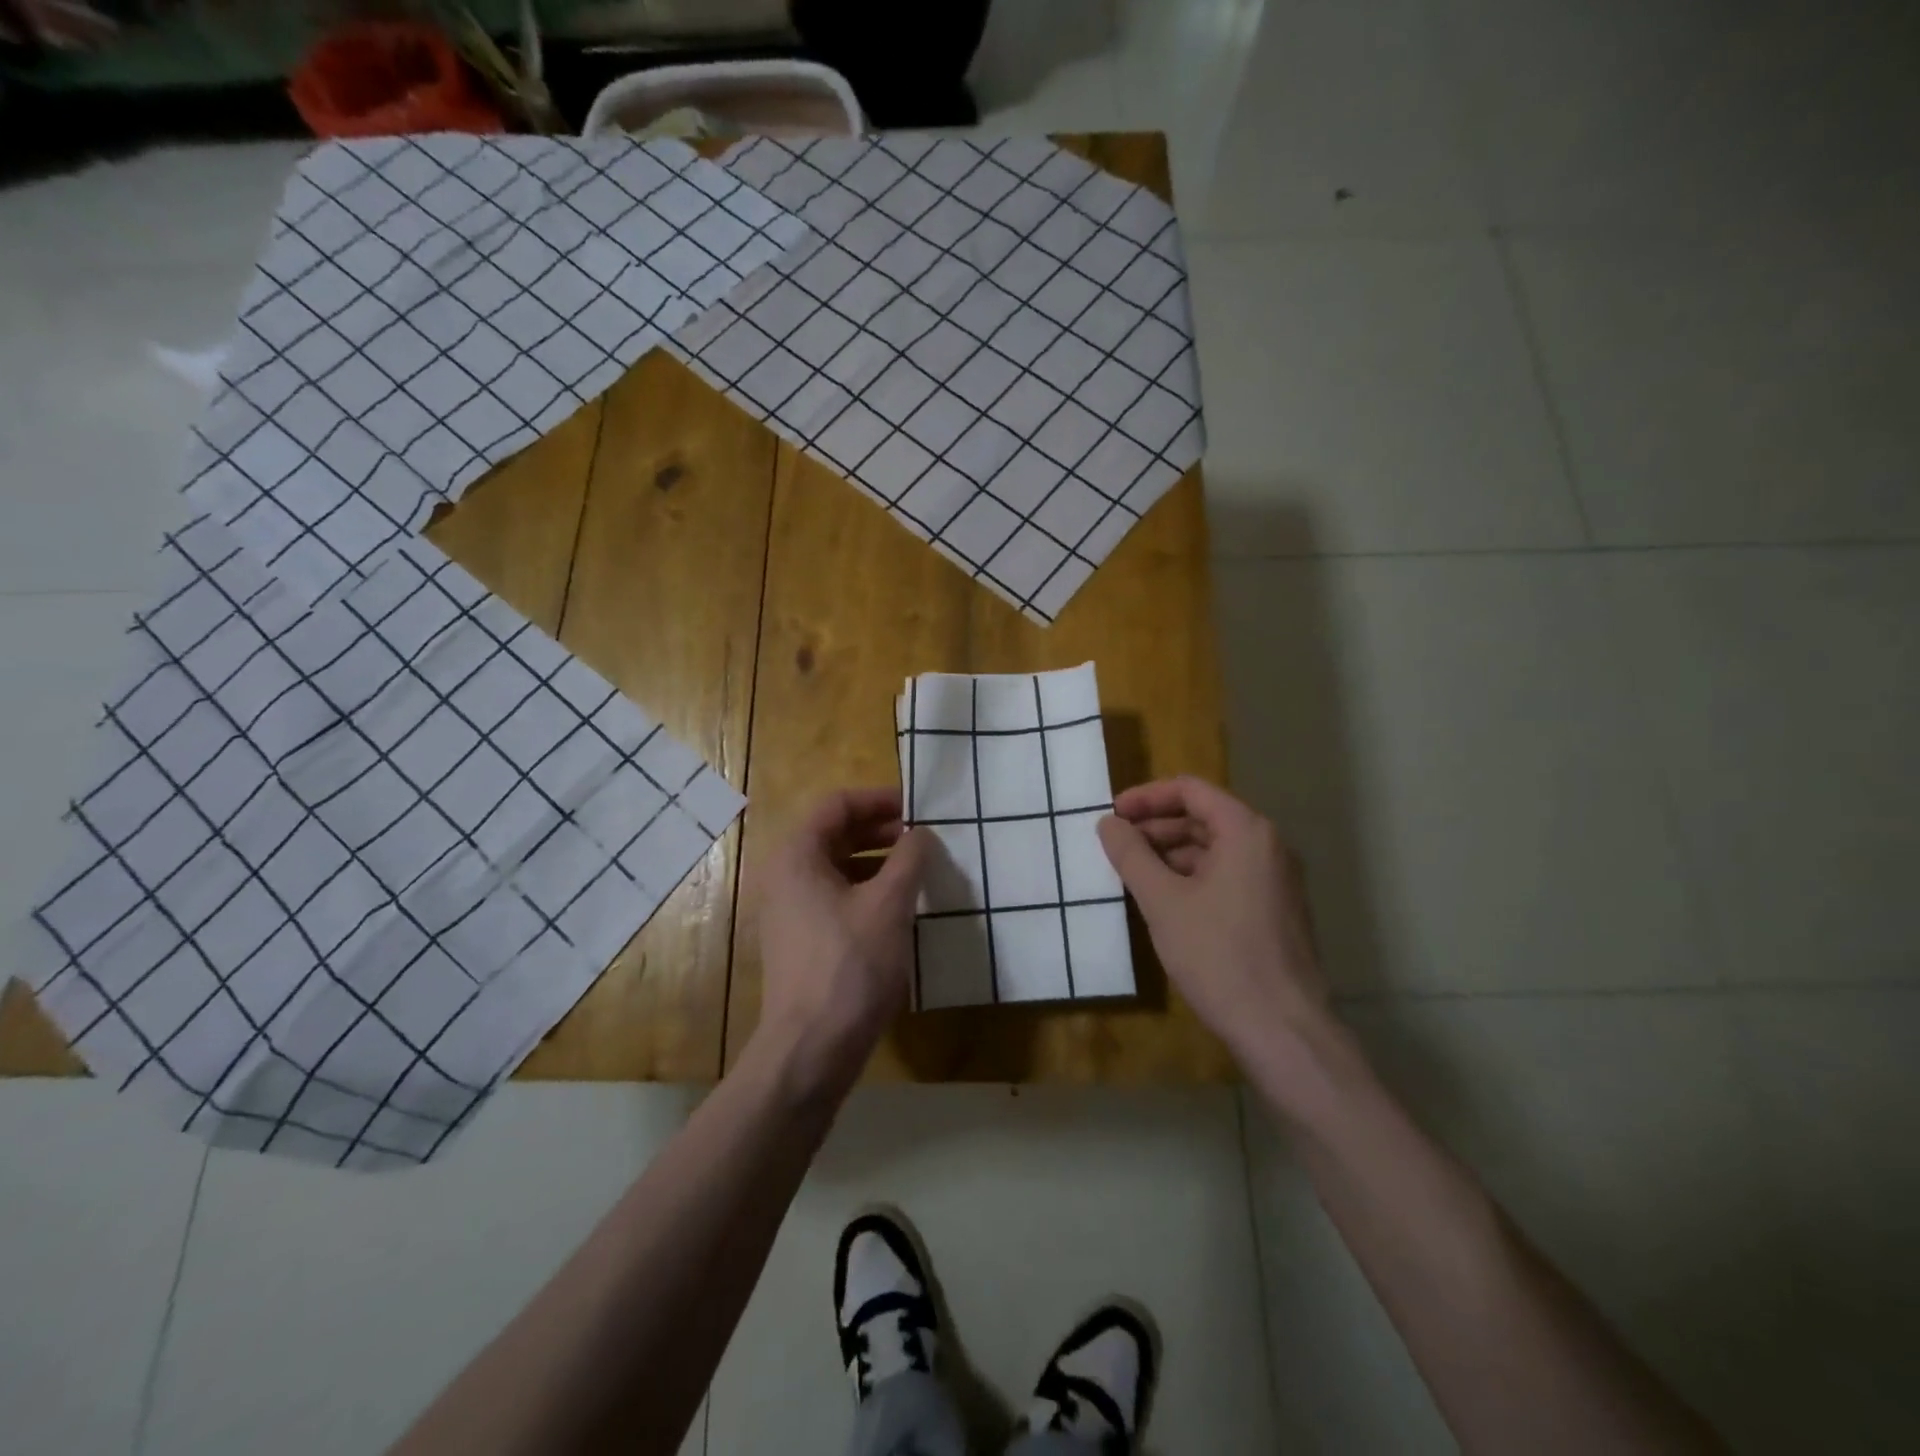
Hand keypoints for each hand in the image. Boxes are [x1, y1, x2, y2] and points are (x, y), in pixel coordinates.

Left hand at [753, 788, 931, 1099]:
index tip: (917, 809)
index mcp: (797, 855)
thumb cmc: (850, 966)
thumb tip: (922, 833)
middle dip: (880, 830)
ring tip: (916, 870)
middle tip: (922, 838)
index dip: (879, 800)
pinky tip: (898, 907)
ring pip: (837, 867)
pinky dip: (866, 890)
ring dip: (877, 861)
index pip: (837, 805)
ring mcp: (789, 910)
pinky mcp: (800, 939)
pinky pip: (835, 897)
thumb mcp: (889, 904)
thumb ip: (910, 858)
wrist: (811, 1048)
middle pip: (834, 833)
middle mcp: (784, 875)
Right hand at [1098, 777, 1329, 1063]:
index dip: (1147, 797)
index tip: (1112, 815)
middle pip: (1204, 817)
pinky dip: (1192, 878)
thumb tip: (1108, 823)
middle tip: (1116, 846)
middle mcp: (1268, 847)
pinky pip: (1227, 876)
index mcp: (1247, 832)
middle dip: (1156, 827)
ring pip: (1214, 850)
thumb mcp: (1163, 902)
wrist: (1283, 1030)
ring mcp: (1276, 880)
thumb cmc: (1219, 956)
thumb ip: (1131, 855)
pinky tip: (1164, 903)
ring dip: (1171, 855)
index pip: (1191, 790)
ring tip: (1133, 875)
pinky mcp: (1275, 911)